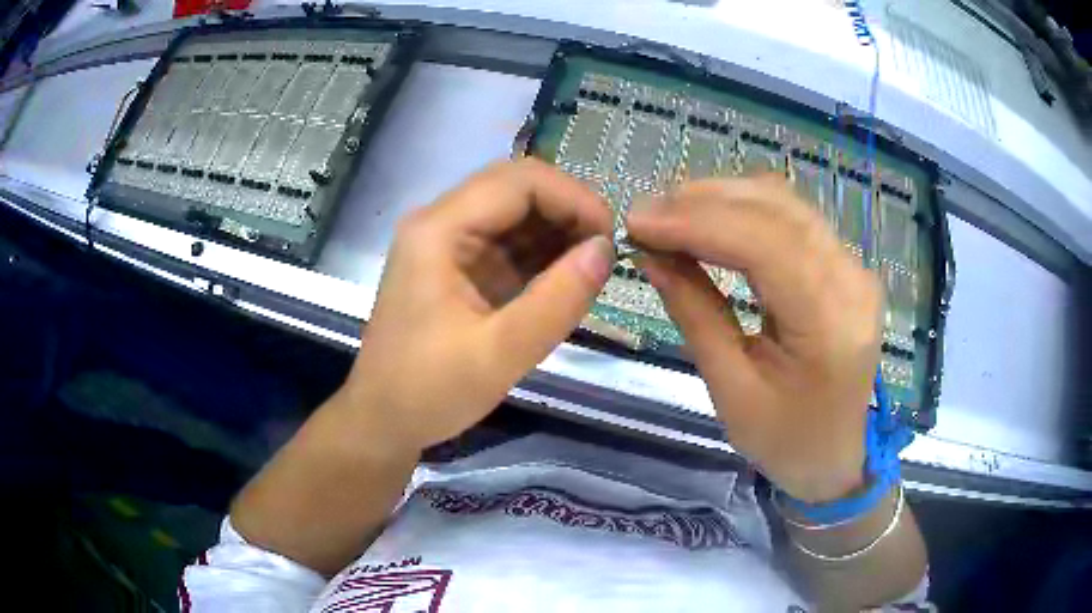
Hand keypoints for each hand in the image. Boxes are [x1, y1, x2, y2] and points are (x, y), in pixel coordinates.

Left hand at [341, 159, 613, 452]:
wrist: (383, 421)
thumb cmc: (429, 391)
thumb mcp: (501, 353)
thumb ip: (558, 299)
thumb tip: (606, 250)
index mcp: (439, 229)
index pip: (518, 181)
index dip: (573, 198)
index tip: (611, 237)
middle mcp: (440, 222)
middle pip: (516, 188)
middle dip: (567, 211)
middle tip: (605, 251)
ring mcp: (446, 243)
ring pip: (514, 213)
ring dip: (557, 232)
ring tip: (592, 266)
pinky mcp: (456, 266)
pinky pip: (506, 243)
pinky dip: (541, 254)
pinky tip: (566, 277)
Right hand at [626, 175, 882, 502]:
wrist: (835, 456)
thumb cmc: (784, 440)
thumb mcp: (731, 390)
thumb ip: (694, 313)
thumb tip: (650, 255)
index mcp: (830, 326)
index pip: (765, 245)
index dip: (697, 224)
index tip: (638, 222)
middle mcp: (852, 282)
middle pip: (777, 211)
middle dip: (704, 202)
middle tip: (647, 213)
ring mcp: (855, 268)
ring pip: (785, 204)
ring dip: (722, 198)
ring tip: (669, 212)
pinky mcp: (846, 265)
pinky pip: (793, 219)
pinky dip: (745, 210)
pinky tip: (709, 219)